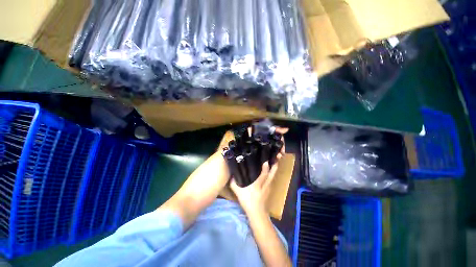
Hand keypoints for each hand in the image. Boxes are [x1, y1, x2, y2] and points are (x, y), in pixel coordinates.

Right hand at [230, 162, 277, 216]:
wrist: (257, 214)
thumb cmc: (248, 202)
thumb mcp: (239, 193)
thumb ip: (234, 184)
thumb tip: (231, 176)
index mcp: (259, 185)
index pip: (264, 175)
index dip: (266, 168)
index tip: (266, 160)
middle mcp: (266, 184)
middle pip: (272, 174)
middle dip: (275, 165)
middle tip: (277, 156)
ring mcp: (269, 187)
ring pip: (273, 176)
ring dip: (274, 168)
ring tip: (274, 160)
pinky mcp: (269, 189)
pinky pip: (271, 178)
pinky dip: (272, 173)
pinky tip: (270, 170)